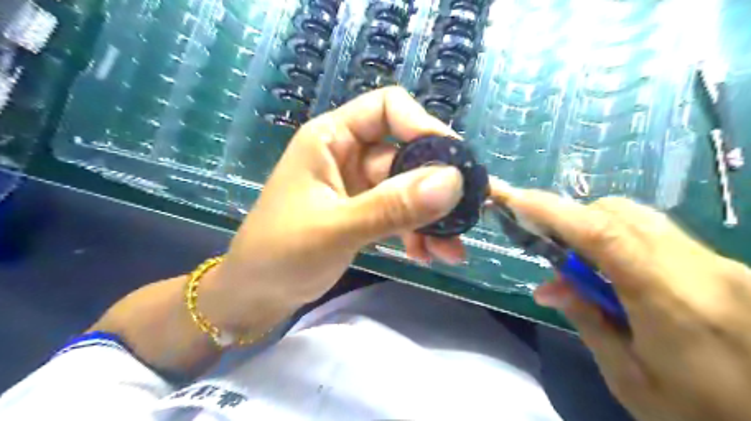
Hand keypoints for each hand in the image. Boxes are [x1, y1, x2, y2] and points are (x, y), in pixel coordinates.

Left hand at [202, 88, 467, 329]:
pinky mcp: (364, 213)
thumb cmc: (280, 254)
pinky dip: (417, 233)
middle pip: (406, 155)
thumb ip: (392, 206)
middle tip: (468, 217)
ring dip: (432, 218)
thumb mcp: (337, 228)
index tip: (454, 164)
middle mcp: (348, 155)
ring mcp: (358, 186)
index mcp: (332, 138)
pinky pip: (401, 213)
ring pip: (409, 189)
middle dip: (438, 188)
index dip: (424, 127)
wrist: (255, 295)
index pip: (388, 108)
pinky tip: (429, 256)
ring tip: (452, 251)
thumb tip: (452, 182)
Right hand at [495, 184, 749, 420]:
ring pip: (640, 219)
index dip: (553, 211)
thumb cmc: (706, 415)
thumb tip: (549, 287)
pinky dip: (621, 241)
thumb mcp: (631, 380)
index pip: (602, 235)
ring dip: (595, 230)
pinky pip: (659, 235)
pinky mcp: (727, 267)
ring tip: (582, 269)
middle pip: (620, 214)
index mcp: (671, 302)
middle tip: (550, 254)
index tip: (514, 199)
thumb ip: (588, 322)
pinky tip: (617, 275)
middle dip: (572, 221)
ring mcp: (719, 264)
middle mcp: (699, 268)